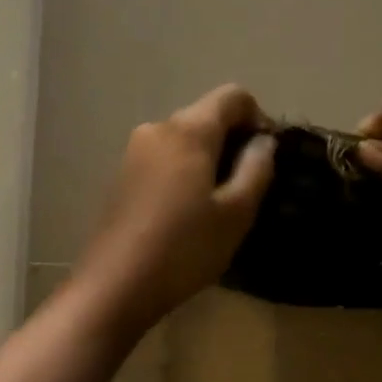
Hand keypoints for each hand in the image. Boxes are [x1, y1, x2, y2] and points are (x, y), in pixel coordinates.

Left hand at [72, 85, 276, 340]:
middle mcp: (157, 129)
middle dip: (232, 142)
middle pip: (205, 117)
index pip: (233, 96)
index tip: (266, 157)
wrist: (115, 284)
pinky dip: (183, 175)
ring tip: (217, 206)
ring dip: (207, 161)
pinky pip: (163, 161)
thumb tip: (263, 142)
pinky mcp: (120, 176)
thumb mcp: (236, 213)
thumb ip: (257, 168)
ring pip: (183, 141)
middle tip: (247, 188)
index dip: (258, 118)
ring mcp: (133, 152)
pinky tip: (186, 214)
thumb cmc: (185, 248)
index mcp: (188, 130)